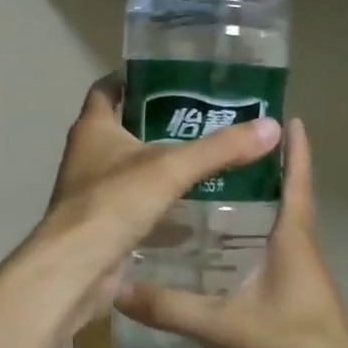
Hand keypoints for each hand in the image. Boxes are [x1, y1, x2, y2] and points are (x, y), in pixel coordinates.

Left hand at [26, 76, 280, 336]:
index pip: (108, 88)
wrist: (75, 271)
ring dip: (163, 164)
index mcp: (94, 128)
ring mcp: (94, 190)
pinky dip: (162, 203)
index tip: (173, 76)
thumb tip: (272, 127)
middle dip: (162, 122)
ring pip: (133, 168)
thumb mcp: (171, 169)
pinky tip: (195, 206)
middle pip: (126, 127)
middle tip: (208, 118)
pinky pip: (137, 204)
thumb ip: (220, 148)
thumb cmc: (113, 204)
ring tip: (208, 158)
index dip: (135, 78)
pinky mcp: (105, 223)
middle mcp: (89, 154)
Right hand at [113, 119, 347, 347]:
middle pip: (285, 199)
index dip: (296, 149)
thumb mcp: (226, 326)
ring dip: (255, 207)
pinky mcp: (296, 300)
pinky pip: (271, 257)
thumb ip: (171, 308)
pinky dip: (250, 242)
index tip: (288, 116)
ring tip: (211, 194)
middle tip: (221, 151)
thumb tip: (118, 288)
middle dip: (262, 172)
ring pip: (277, 229)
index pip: (297, 182)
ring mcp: (301, 276)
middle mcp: (301, 249)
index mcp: (294, 239)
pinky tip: (220, 255)